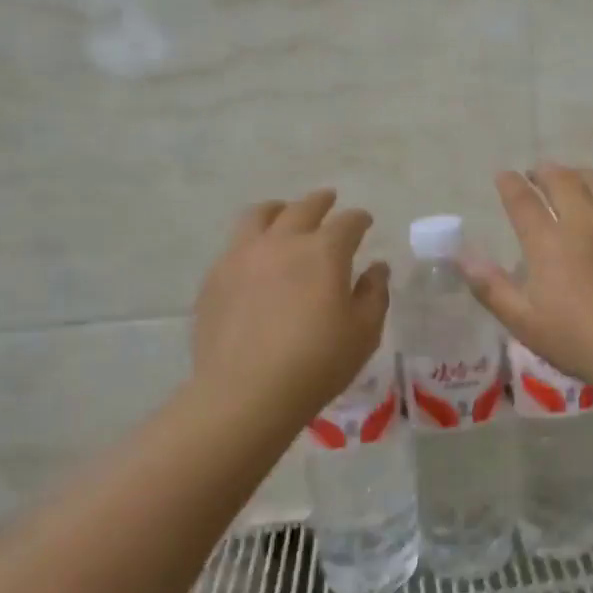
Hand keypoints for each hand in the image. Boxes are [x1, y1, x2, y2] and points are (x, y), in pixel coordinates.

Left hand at [190, 190, 389, 428]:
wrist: (246, 393)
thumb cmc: (317, 363)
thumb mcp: (364, 332)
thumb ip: (374, 294)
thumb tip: (377, 268)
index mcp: (324, 251)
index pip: (348, 222)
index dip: (359, 219)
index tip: (364, 222)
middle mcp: (283, 241)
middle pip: (303, 207)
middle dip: (321, 201)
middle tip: (329, 200)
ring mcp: (243, 256)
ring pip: (260, 215)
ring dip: (279, 209)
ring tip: (284, 213)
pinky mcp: (215, 277)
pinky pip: (235, 244)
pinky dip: (252, 240)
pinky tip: (256, 257)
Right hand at [461, 165, 592, 391]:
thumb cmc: (578, 341)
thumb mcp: (523, 321)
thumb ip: (490, 286)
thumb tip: (462, 256)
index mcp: (549, 242)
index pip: (523, 200)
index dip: (510, 184)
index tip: (503, 175)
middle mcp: (585, 222)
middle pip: (562, 180)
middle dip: (544, 171)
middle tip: (536, 174)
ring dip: (579, 175)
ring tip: (571, 179)